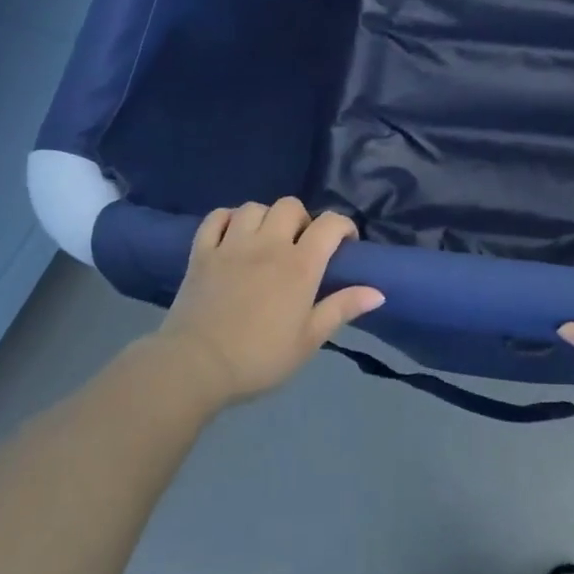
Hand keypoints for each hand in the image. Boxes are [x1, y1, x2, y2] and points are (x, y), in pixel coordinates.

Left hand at [155, 199, 383, 407]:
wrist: (196, 367)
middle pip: (290, 206)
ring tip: (266, 241)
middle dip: (302, 220)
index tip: (345, 245)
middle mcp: (268, 244)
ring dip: (265, 218)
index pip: (330, 224)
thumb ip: (342, 309)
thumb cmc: (259, 357)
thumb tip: (378, 292)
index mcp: (300, 265)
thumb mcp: (309, 340)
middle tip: (301, 246)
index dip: (344, 227)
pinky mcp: (201, 252)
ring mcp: (231, 245)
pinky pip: (215, 218)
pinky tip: (232, 235)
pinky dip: (227, 219)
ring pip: (254, 207)